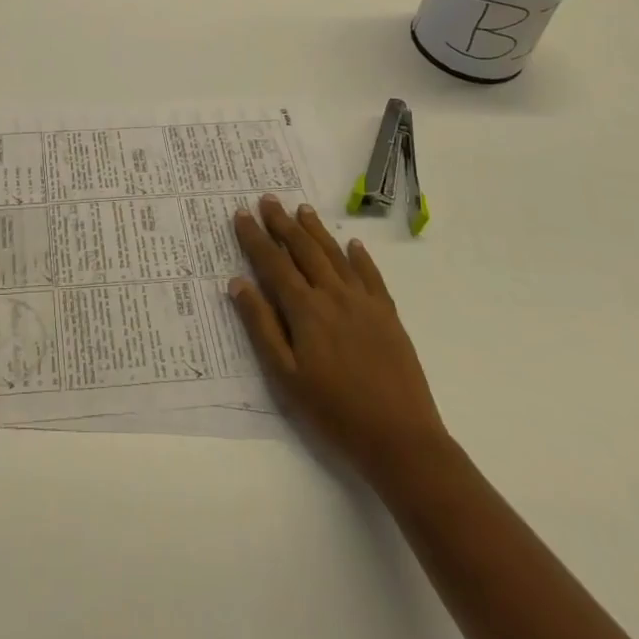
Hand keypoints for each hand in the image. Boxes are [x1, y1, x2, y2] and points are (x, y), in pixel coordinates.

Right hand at [230, 195, 447, 480]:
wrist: (401, 439)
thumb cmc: (334, 412)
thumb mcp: (286, 376)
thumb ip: (262, 326)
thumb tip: (238, 283)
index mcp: (305, 309)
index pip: (273, 263)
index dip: (256, 238)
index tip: (242, 214)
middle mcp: (333, 294)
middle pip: (304, 250)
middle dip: (283, 223)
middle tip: (268, 199)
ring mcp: (364, 302)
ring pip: (335, 255)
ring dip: (316, 230)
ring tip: (302, 209)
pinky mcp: (388, 314)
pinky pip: (371, 275)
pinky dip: (360, 256)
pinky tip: (353, 244)